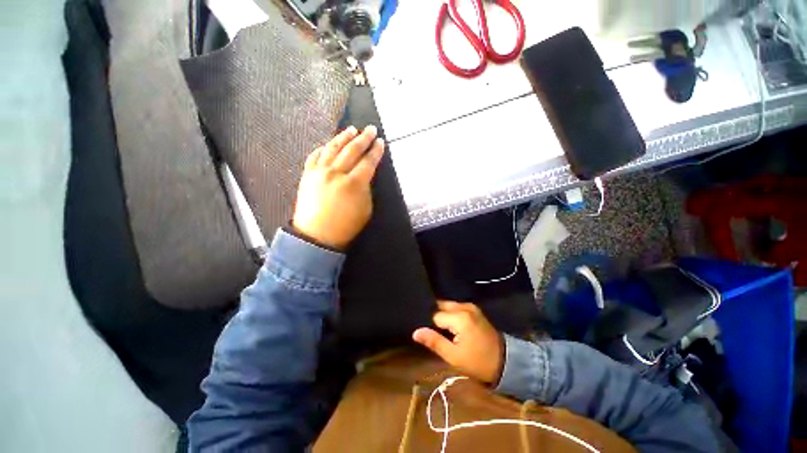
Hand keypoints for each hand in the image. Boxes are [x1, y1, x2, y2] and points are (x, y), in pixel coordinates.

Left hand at [292, 125, 384, 249]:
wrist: (317, 236)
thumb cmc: (346, 226)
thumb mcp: (366, 209)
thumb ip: (366, 190)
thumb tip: (364, 177)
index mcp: (353, 184)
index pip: (368, 162)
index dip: (376, 151)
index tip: (381, 142)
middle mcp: (336, 173)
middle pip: (352, 150)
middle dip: (363, 138)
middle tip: (371, 129)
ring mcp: (319, 172)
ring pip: (332, 148)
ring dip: (343, 137)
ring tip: (352, 129)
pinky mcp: (307, 175)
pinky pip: (315, 155)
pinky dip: (323, 147)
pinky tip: (329, 143)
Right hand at [412, 301, 503, 383]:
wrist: (506, 362)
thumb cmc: (478, 362)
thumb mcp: (454, 356)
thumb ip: (434, 342)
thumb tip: (415, 332)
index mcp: (459, 316)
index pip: (435, 316)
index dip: (431, 326)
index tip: (432, 337)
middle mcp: (464, 306)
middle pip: (441, 306)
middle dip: (436, 317)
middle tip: (436, 333)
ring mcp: (471, 307)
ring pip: (448, 306)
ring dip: (444, 316)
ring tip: (443, 331)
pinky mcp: (474, 310)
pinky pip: (456, 308)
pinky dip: (451, 315)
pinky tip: (451, 326)